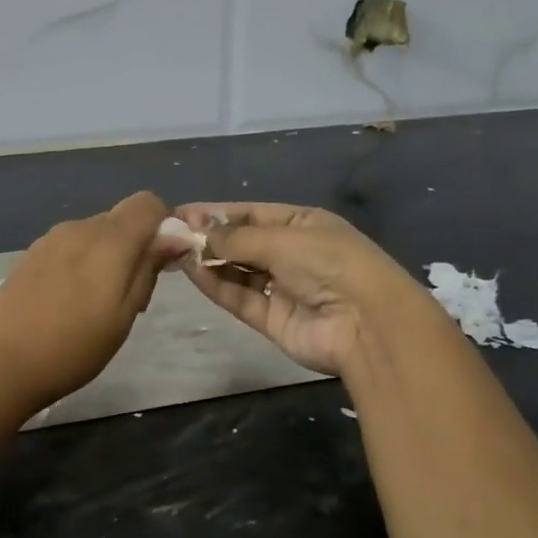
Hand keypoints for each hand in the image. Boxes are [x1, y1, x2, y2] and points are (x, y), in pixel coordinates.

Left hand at [0, 191, 171, 408]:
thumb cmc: (73, 347)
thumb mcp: (124, 315)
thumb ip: (148, 269)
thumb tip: (173, 237)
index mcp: (109, 239)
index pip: (148, 203)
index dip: (163, 225)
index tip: (163, 262)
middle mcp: (79, 227)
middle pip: (120, 219)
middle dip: (135, 246)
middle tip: (131, 296)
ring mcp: (50, 239)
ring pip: (94, 234)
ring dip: (106, 257)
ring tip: (97, 305)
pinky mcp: (29, 255)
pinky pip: (69, 247)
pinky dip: (81, 263)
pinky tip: (68, 303)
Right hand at [175, 202, 429, 376]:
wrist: (367, 324)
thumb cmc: (329, 263)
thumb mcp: (282, 240)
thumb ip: (236, 238)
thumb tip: (198, 231)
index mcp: (303, 225)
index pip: (252, 214)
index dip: (217, 212)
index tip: (181, 213)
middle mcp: (292, 254)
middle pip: (242, 243)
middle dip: (209, 237)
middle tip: (171, 234)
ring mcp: (282, 288)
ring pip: (237, 271)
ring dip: (209, 261)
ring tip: (174, 251)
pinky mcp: (272, 319)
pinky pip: (239, 297)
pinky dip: (216, 285)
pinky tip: (192, 270)